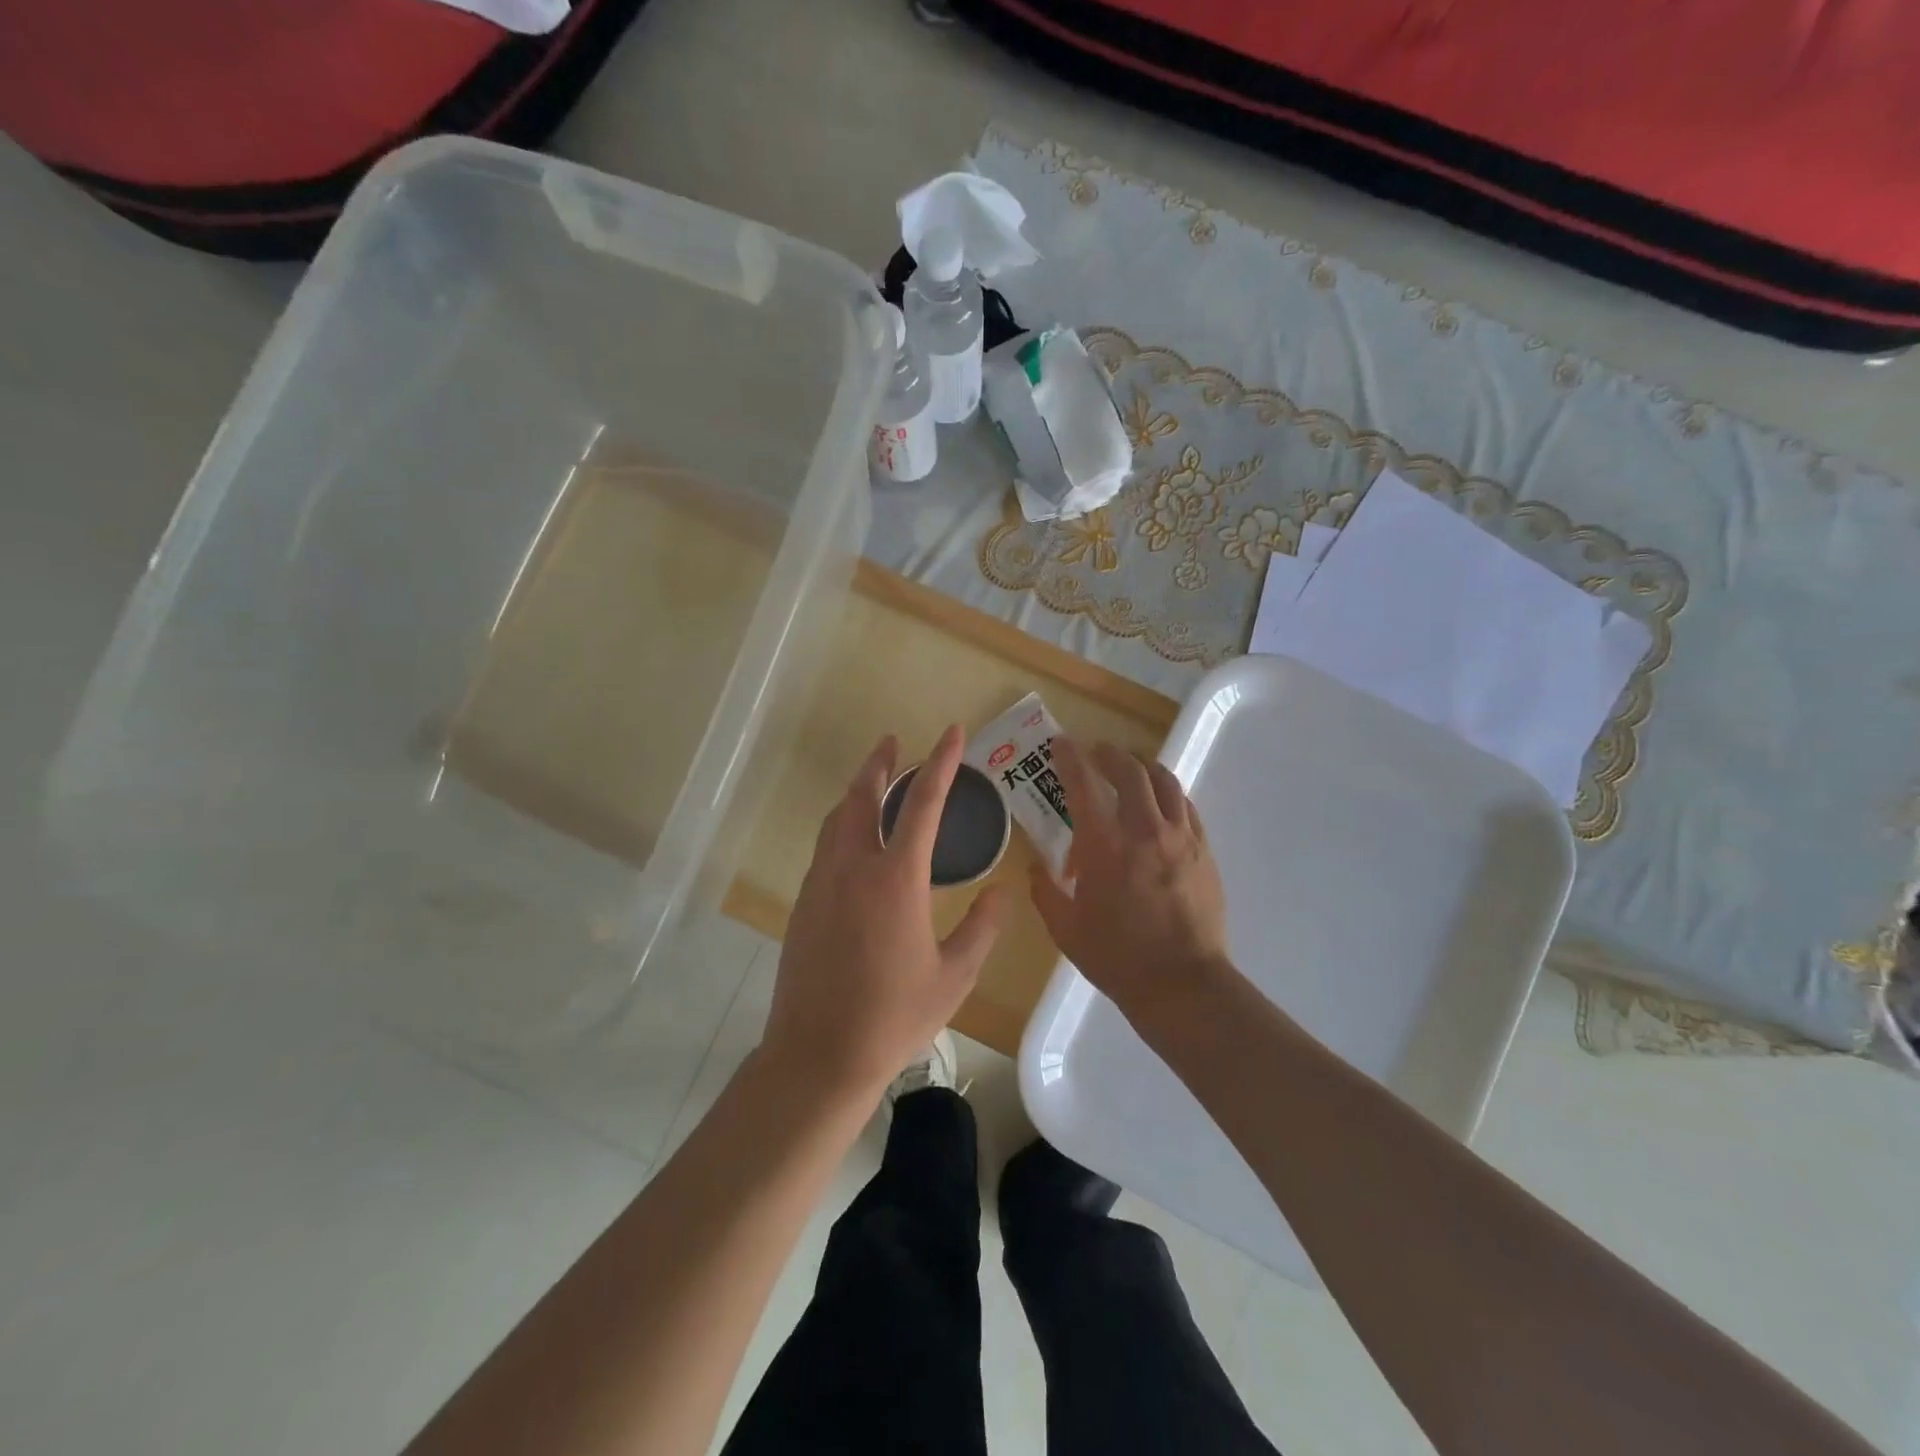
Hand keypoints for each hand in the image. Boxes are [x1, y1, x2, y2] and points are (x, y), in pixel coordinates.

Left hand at [760, 725, 1005, 1102]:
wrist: (818, 1056)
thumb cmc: (893, 1016)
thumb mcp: (954, 976)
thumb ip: (982, 928)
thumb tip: (1001, 892)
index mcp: (895, 879)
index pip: (921, 803)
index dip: (939, 762)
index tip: (951, 732)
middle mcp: (853, 868)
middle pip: (863, 797)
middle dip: (880, 764)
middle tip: (893, 743)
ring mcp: (821, 884)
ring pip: (837, 820)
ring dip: (857, 793)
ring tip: (875, 782)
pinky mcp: (803, 904)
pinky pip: (825, 847)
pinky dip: (844, 826)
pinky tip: (857, 842)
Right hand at [1028, 737, 1229, 1018]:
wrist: (1182, 985)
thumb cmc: (1117, 958)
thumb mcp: (1065, 929)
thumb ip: (1046, 891)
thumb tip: (1039, 867)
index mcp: (1106, 846)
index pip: (1084, 785)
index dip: (1069, 758)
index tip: (1061, 743)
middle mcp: (1146, 831)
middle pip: (1130, 771)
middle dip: (1109, 754)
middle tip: (1095, 753)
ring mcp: (1181, 839)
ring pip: (1165, 782)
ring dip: (1143, 767)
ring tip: (1131, 769)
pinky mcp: (1204, 852)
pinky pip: (1186, 807)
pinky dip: (1169, 795)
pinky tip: (1161, 805)